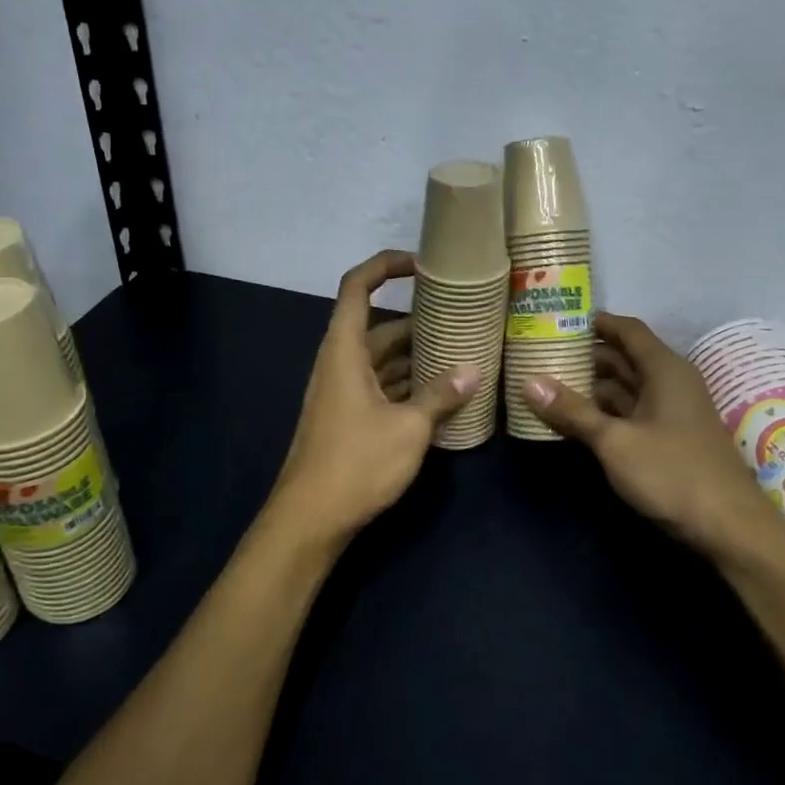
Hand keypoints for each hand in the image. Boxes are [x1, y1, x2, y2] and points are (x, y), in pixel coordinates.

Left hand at [266, 250, 479, 546]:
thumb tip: (473, 370)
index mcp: (344, 350)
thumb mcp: (408, 427)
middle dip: (419, 322)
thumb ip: (441, 395)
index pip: (357, 286)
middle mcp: (340, 363)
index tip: (424, 266)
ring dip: (417, 357)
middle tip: (463, 320)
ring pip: (383, 360)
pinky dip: (409, 385)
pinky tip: (443, 394)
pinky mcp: (349, 418)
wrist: (311, 518)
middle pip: (380, 327)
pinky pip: (382, 387)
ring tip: (463, 354)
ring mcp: (343, 392)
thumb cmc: (357, 462)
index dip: (386, 266)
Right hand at [521, 313, 784, 573]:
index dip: (595, 322)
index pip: (627, 330)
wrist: (728, 527)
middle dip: (585, 356)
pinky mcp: (668, 438)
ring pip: (625, 388)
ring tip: (549, 383)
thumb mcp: (615, 441)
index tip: (558, 319)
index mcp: (664, 369)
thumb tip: (528, 382)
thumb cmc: (672, 473)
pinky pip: (630, 412)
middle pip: (624, 358)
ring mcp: (670, 412)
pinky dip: (604, 411)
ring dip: (591, 387)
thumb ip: (573, 411)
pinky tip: (575, 418)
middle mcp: (670, 382)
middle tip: (542, 353)